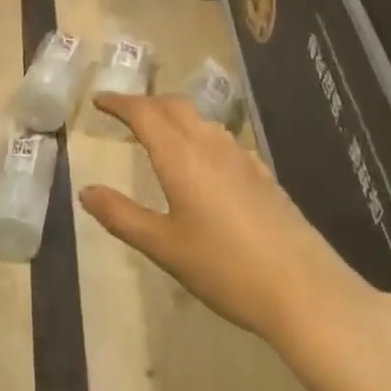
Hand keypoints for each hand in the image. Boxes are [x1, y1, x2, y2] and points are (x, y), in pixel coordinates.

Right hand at [81, 94, 390, 364]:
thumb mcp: (164, 247)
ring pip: (201, 120)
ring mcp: (241, 158)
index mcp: (181, 156)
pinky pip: (223, 140)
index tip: (99, 100)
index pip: (144, 113)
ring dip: (175, 117)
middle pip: (174, 107)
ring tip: (159, 133)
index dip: (119, 103)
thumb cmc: (225, 268)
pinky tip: (204, 162)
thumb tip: (86, 192)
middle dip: (146, 104)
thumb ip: (122, 216)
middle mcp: (210, 146)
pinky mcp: (263, 175)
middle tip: (124, 113)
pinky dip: (200, 136)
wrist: (304, 290)